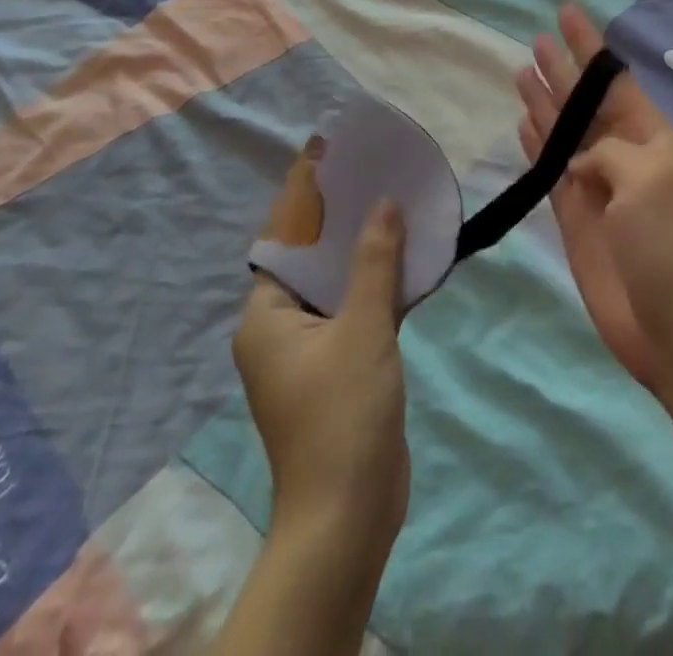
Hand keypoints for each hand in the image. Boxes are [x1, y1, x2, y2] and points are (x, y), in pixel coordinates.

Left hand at [232, 200, 409, 555]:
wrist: (349, 513)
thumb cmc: (343, 412)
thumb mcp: (363, 327)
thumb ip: (375, 262)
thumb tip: (384, 203)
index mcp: (266, 317)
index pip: (284, 242)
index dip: (306, 200)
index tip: (331, 159)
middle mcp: (279, 330)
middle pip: (311, 262)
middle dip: (342, 222)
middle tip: (374, 176)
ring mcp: (309, 353)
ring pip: (336, 287)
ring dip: (363, 254)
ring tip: (395, 207)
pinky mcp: (338, 371)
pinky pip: (354, 312)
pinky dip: (375, 287)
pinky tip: (406, 262)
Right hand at [515, 4, 672, 392]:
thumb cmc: (671, 245)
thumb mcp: (650, 181)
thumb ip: (609, 153)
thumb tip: (581, 160)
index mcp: (651, 140)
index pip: (614, 82)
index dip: (590, 47)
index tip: (567, 13)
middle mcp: (623, 157)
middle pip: (585, 103)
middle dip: (563, 70)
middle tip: (535, 39)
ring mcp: (597, 188)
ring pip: (564, 133)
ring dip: (545, 102)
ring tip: (521, 70)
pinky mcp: (576, 220)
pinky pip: (552, 172)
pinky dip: (537, 147)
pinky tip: (524, 123)